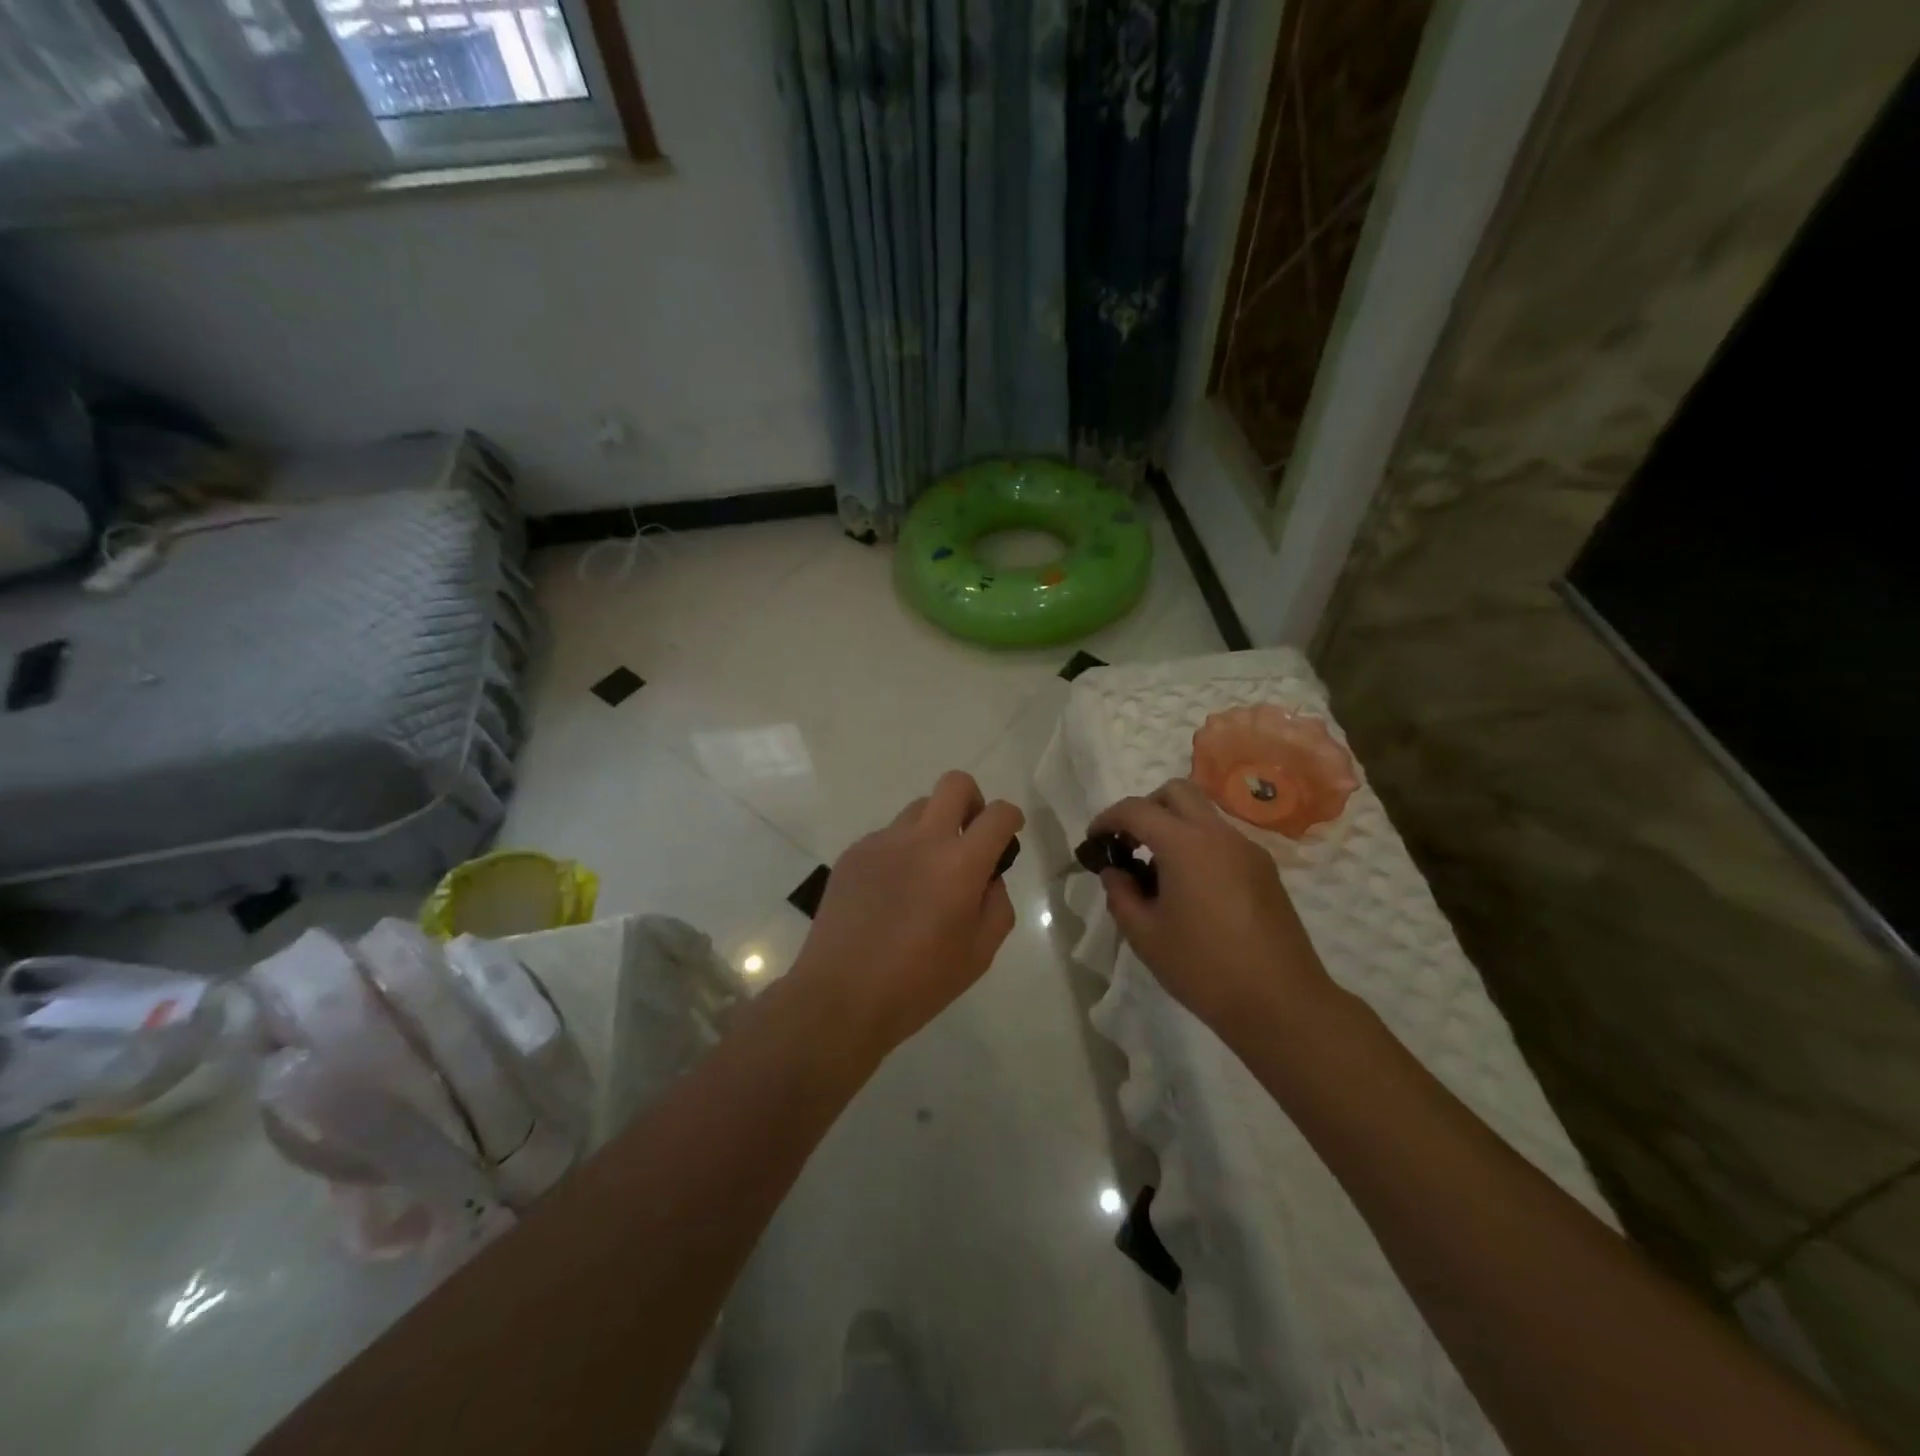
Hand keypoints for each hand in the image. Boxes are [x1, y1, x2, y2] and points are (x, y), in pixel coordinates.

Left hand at [793, 771, 1023, 1057]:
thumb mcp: (980, 953)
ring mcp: (882, 842)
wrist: (841, 996)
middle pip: (954, 783)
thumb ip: (997, 904)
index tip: (1009, 833)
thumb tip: (988, 877)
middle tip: (969, 836)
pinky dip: (900, 852)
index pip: (998, 814)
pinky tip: (891, 893)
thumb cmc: (919, 982)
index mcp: (959, 864)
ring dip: (933, 828)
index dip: (1011, 818)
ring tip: (925, 873)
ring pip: (918, 809)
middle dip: (972, 800)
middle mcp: (922, 840)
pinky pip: (887, 837)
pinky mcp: (853, 854)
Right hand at [1089, 779, 1338, 1035]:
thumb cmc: (1204, 968)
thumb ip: (1121, 895)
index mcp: (1186, 845)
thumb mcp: (1146, 936)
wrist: (1281, 1004)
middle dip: (1145, 807)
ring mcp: (1248, 851)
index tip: (1094, 840)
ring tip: (1157, 873)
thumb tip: (1115, 872)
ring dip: (1174, 827)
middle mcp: (1219, 835)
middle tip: (1129, 843)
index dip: (1108, 819)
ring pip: (1203, 815)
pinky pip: (1222, 841)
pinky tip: (1190, 891)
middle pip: (1177, 792)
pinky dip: (1197, 847)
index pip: (1137, 810)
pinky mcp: (1265, 871)